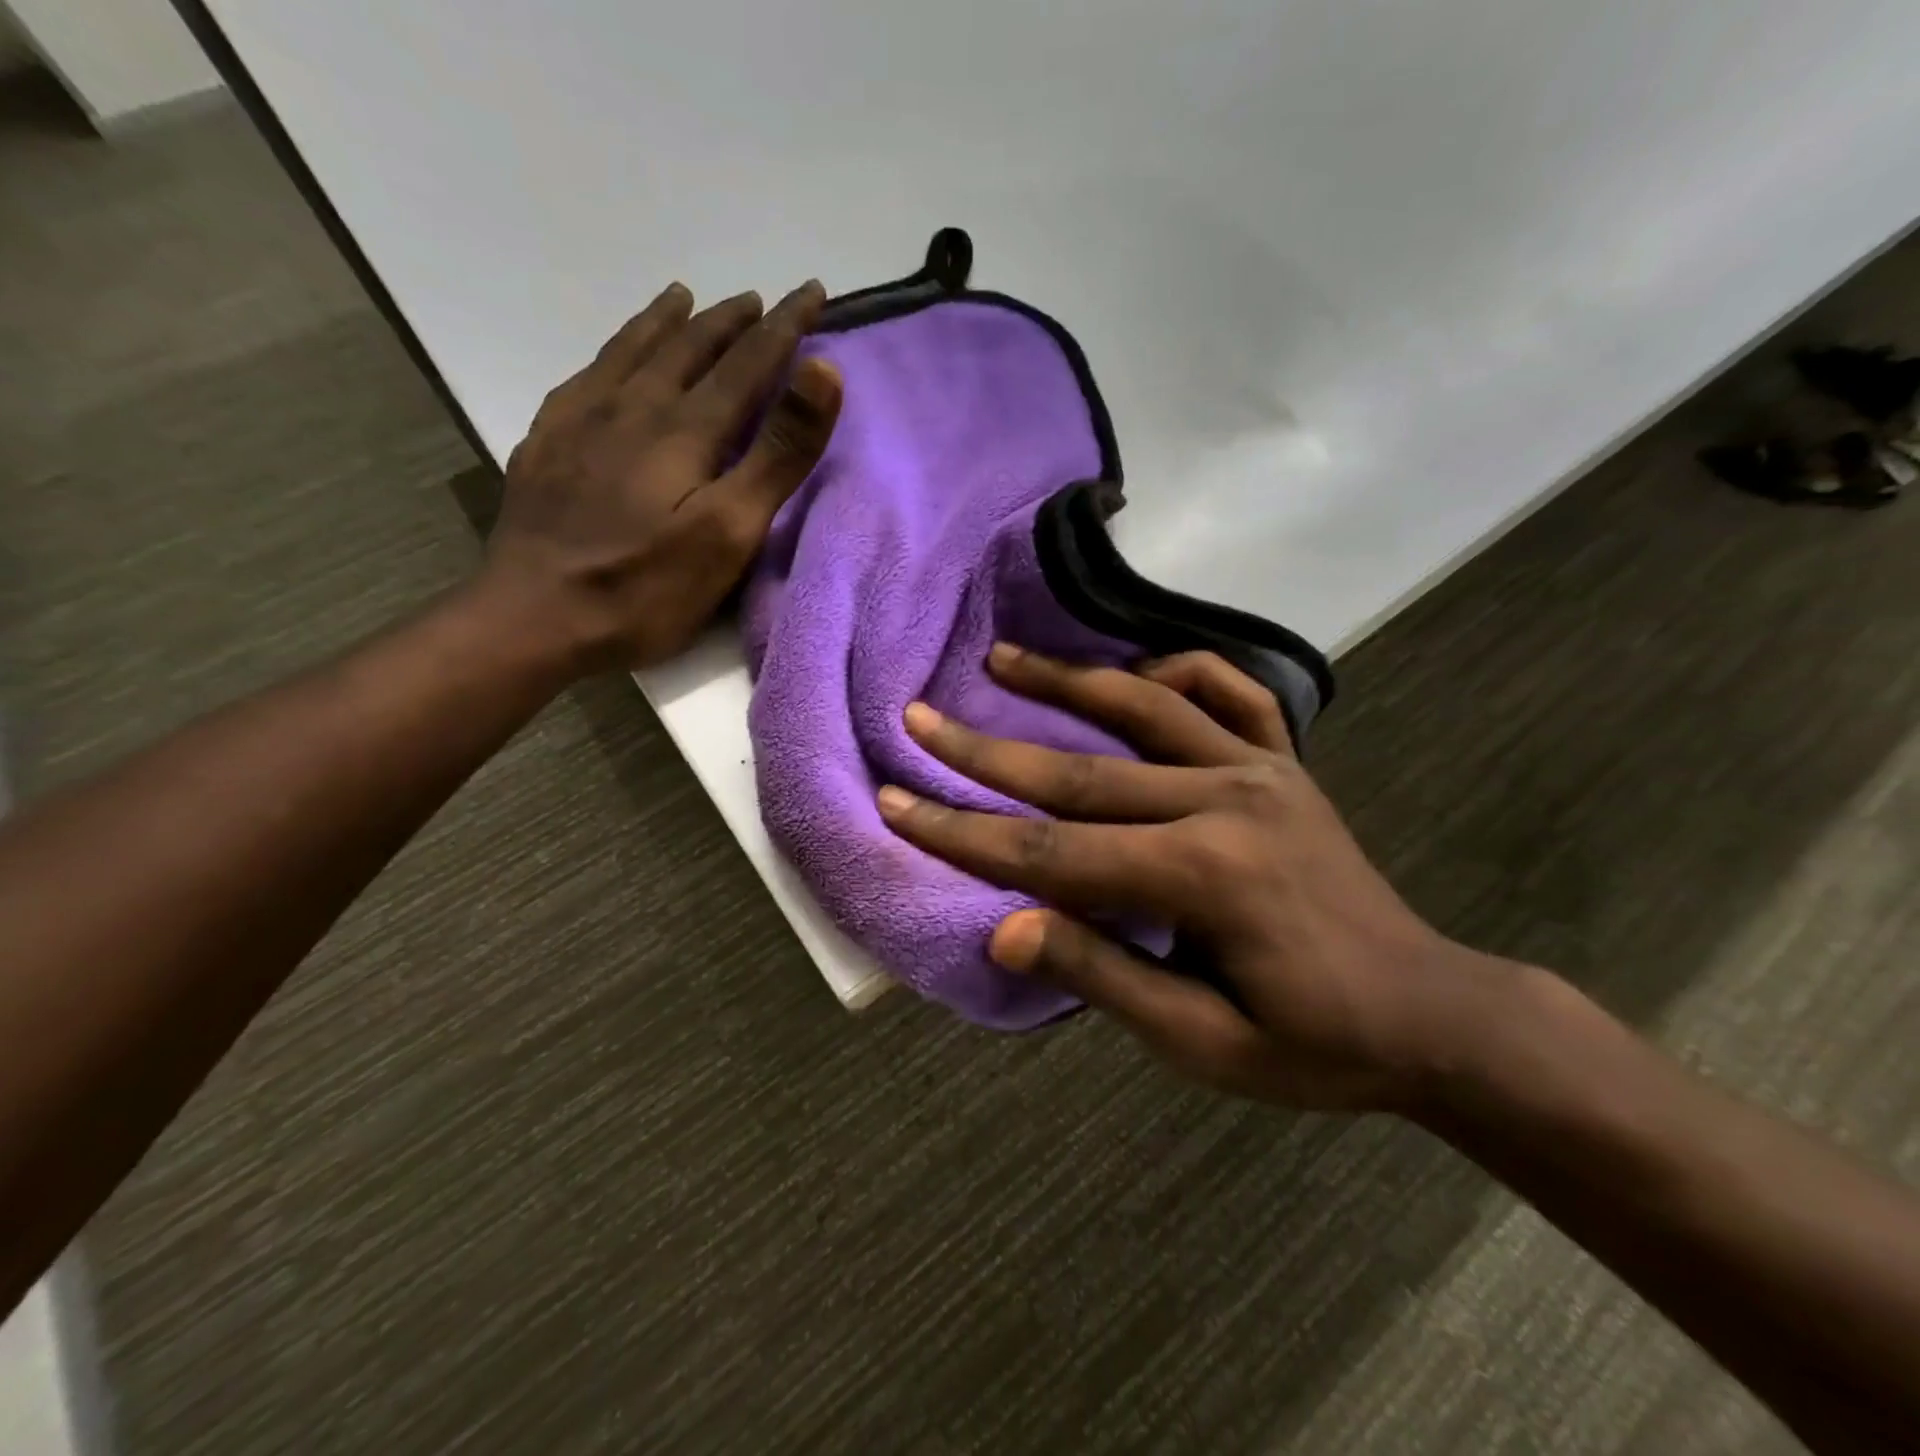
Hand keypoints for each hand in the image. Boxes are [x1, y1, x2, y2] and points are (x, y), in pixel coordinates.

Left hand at [484, 280, 841, 671]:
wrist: (535, 617)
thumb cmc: (647, 587)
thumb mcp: (731, 529)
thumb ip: (779, 452)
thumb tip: (823, 370)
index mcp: (686, 428)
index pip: (748, 362)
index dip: (786, 327)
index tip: (814, 291)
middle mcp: (633, 406)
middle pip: (691, 347)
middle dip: (732, 320)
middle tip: (761, 300)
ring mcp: (582, 420)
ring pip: (633, 350)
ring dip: (667, 322)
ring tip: (685, 297)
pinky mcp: (547, 443)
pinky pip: (586, 375)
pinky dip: (612, 352)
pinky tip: (612, 358)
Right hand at [877, 645, 1511, 1110]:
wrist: (1432, 1014)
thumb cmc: (1313, 1046)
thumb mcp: (1203, 1045)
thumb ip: (1102, 975)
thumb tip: (1003, 928)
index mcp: (1202, 877)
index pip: (1050, 854)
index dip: (963, 834)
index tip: (896, 803)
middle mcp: (1225, 801)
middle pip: (1078, 772)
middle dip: (984, 751)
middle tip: (918, 719)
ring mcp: (1260, 769)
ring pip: (1142, 709)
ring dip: (1064, 680)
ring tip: (1000, 657)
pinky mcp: (1284, 761)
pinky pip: (1228, 694)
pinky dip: (1176, 671)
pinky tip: (1135, 669)